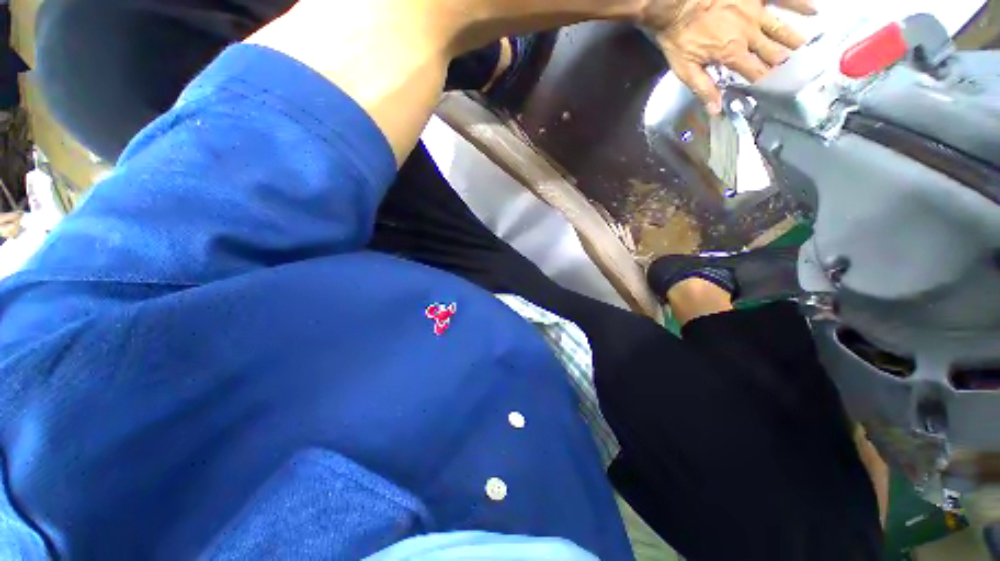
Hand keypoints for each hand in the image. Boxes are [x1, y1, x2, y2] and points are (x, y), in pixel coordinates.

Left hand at [641, 0, 816, 113]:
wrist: (676, 4)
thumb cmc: (678, 37)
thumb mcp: (685, 69)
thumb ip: (703, 88)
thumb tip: (716, 110)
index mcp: (732, 54)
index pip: (755, 72)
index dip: (764, 80)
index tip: (772, 85)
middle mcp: (749, 34)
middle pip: (772, 52)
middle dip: (782, 61)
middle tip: (792, 67)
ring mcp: (755, 12)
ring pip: (781, 28)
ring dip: (793, 39)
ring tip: (805, 46)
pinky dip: (799, 4)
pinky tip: (813, 8)